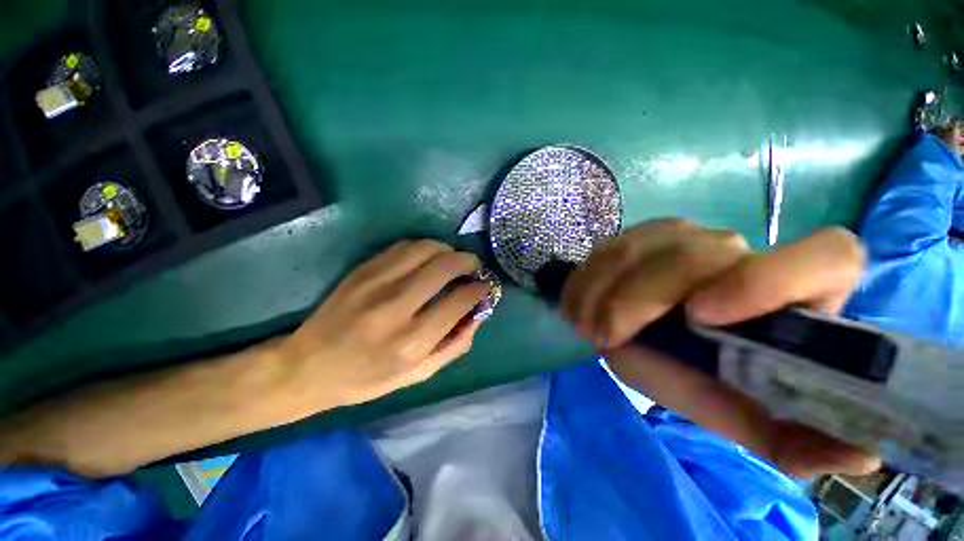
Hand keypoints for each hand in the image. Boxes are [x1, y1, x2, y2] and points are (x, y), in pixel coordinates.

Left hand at [280, 240, 489, 411]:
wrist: (307, 366)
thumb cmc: (366, 378)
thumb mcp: (418, 375)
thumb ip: (455, 346)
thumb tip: (478, 314)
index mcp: (410, 342)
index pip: (459, 301)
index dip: (480, 289)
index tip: (485, 287)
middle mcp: (395, 308)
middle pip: (444, 267)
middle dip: (468, 261)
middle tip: (475, 267)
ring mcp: (375, 283)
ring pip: (425, 249)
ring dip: (448, 250)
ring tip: (453, 260)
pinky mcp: (362, 270)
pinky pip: (403, 247)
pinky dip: (425, 247)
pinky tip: (428, 258)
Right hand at [562, 219, 880, 478]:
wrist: (660, 341)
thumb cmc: (712, 380)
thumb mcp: (750, 418)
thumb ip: (799, 441)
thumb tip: (862, 455)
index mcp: (794, 294)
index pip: (827, 255)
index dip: (768, 279)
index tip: (701, 317)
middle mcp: (738, 251)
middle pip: (696, 254)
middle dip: (639, 299)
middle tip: (603, 337)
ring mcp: (681, 236)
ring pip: (639, 247)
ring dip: (601, 291)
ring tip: (585, 327)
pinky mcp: (637, 237)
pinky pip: (606, 249)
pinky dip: (584, 281)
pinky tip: (576, 307)